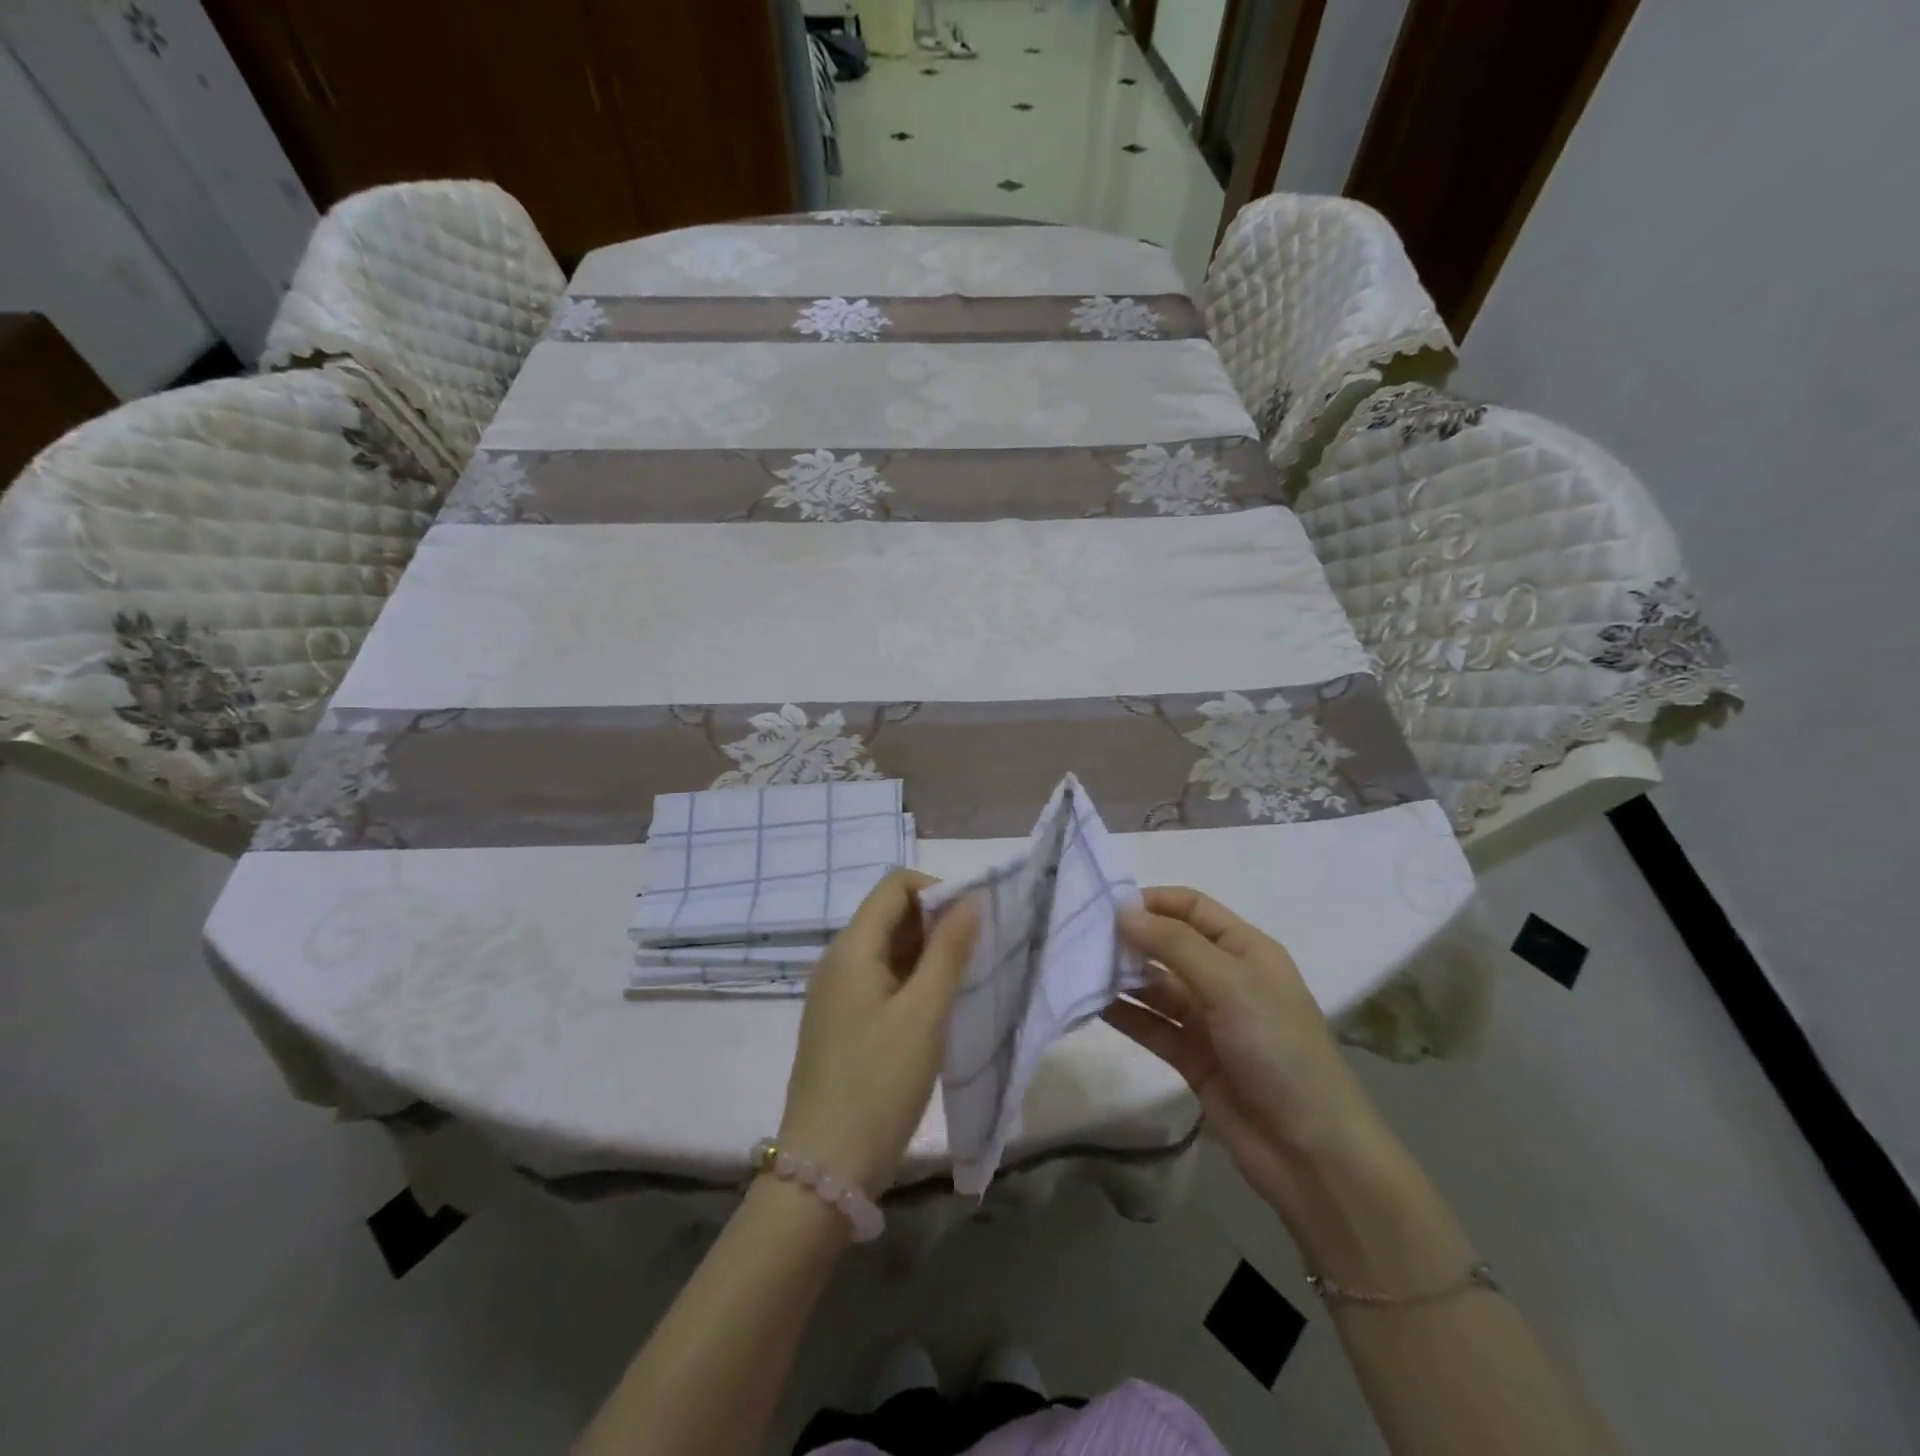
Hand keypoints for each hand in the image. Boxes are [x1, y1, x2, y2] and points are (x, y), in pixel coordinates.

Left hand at [776, 870, 979, 1196]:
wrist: (825, 1167)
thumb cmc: (879, 1082)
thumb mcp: (924, 1013)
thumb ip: (949, 951)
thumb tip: (969, 900)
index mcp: (852, 948)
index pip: (895, 885)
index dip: (937, 891)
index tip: (971, 925)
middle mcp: (838, 961)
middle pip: (890, 915)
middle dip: (936, 923)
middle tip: (975, 957)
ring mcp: (835, 994)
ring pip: (888, 950)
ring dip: (927, 954)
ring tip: (963, 984)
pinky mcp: (841, 1023)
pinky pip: (880, 981)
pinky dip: (911, 981)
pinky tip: (935, 1012)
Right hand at [1105, 886, 1387, 1213]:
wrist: (1310, 1152)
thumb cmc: (1278, 1049)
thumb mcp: (1230, 984)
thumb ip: (1174, 945)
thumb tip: (1122, 912)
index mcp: (1246, 950)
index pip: (1193, 908)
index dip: (1154, 901)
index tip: (1107, 905)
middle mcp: (1225, 978)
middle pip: (1169, 945)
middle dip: (1130, 939)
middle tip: (1081, 938)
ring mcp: (1208, 1020)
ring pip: (1155, 986)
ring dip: (1122, 977)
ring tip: (1077, 968)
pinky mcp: (1191, 1057)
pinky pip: (1151, 1025)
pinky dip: (1124, 1013)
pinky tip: (1089, 1003)